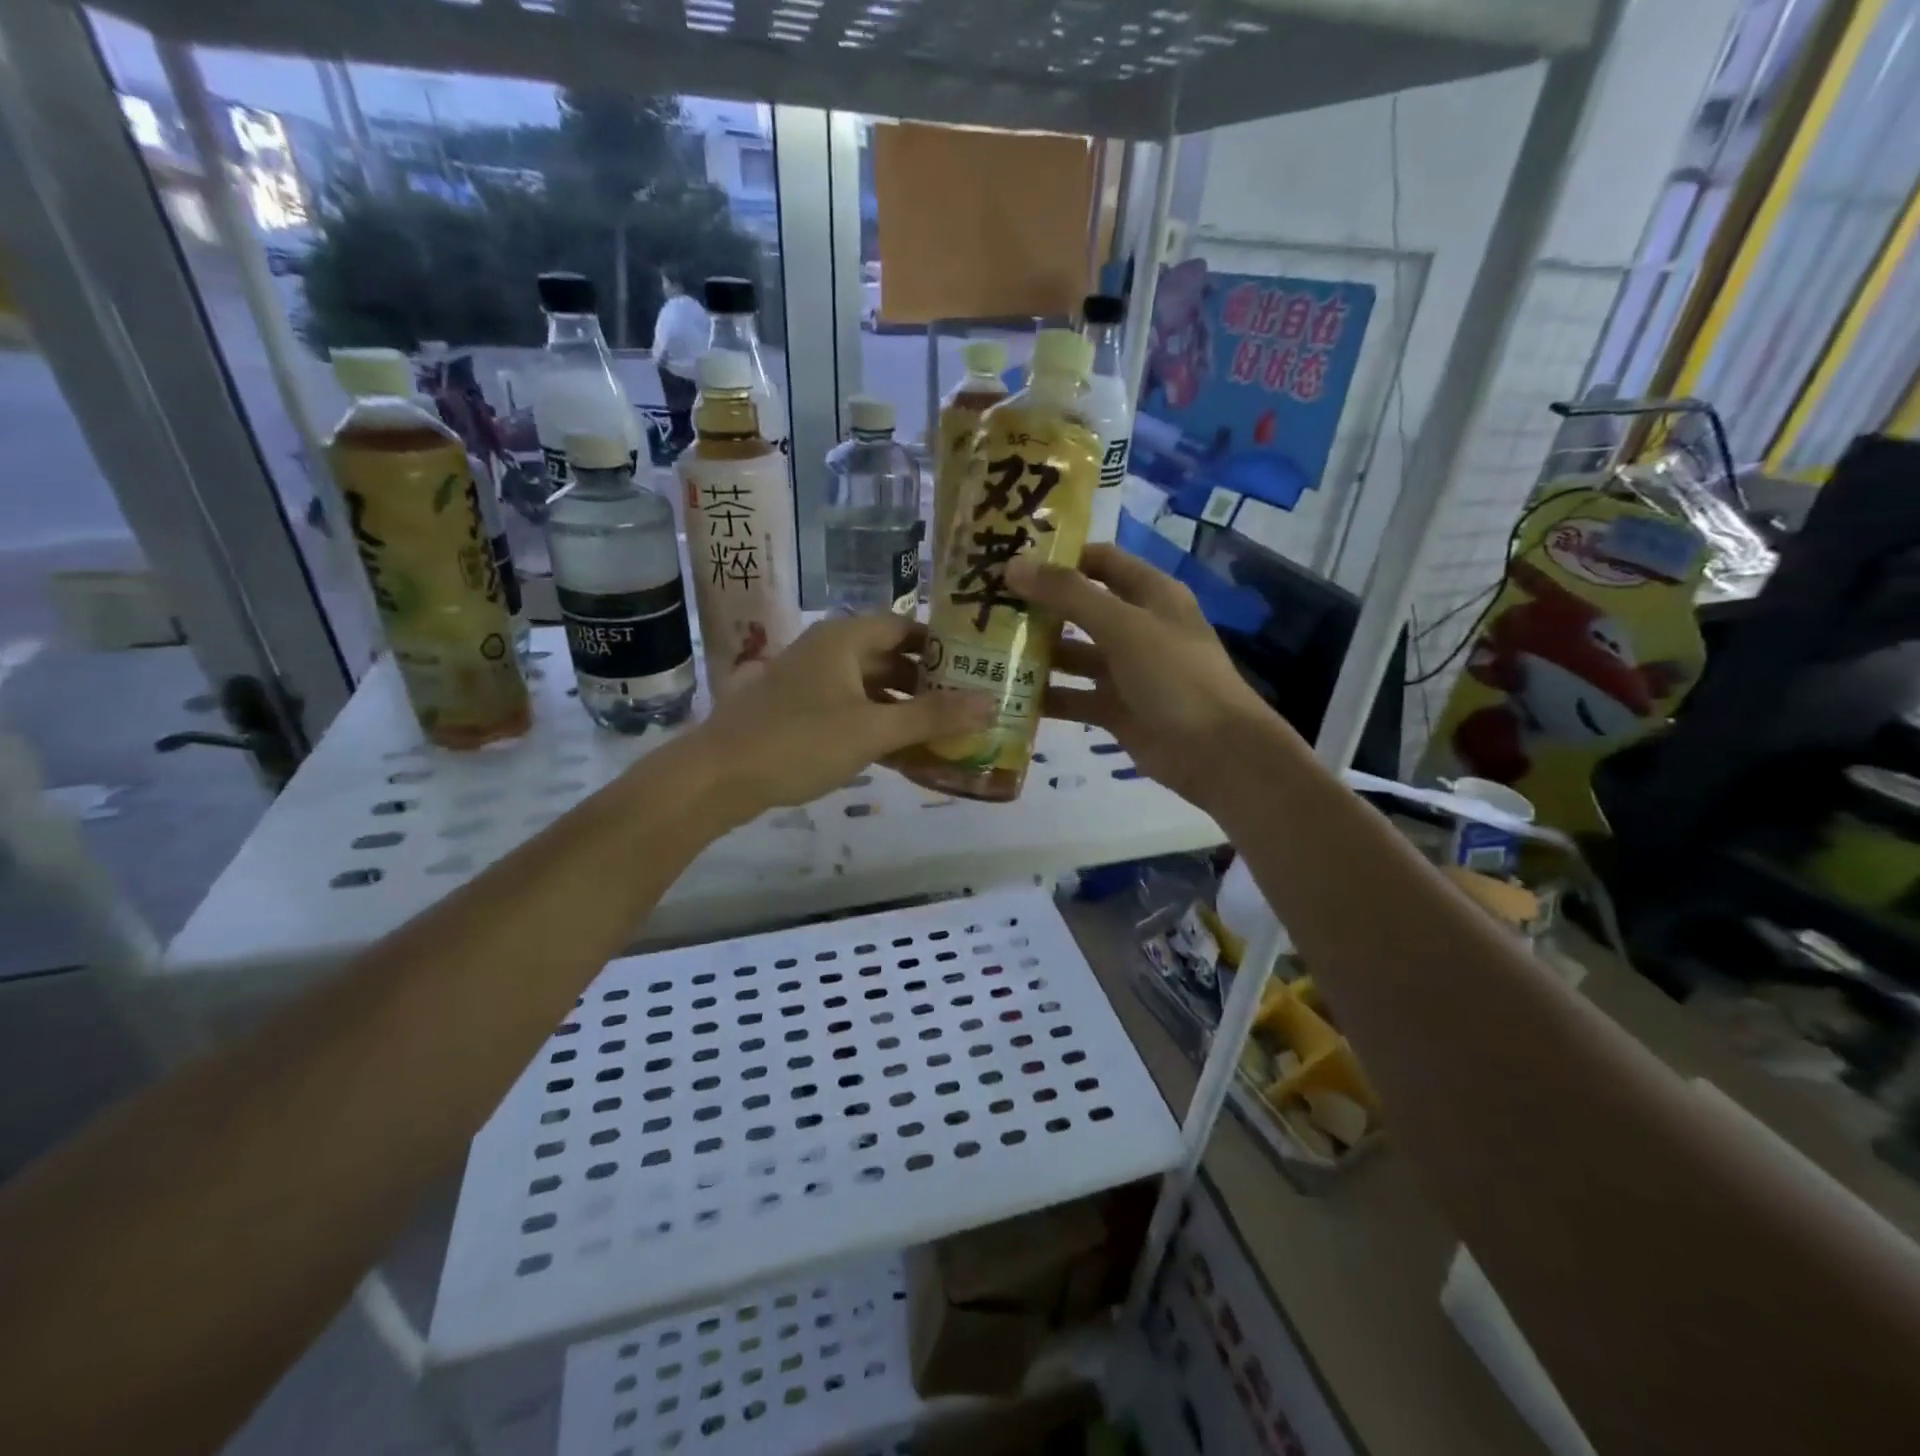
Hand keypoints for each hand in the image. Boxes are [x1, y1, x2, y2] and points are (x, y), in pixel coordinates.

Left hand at [688, 615, 993, 823]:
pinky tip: (907, 754)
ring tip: (948, 732)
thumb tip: (991, 702)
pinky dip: (879, 727)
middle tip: (971, 703)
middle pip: (891, 658)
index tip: (978, 665)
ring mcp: (812, 683)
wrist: (717, 777)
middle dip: (929, 682)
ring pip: (872, 688)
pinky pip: (852, 711)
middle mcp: (828, 651)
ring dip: (906, 709)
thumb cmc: (798, 742)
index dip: (943, 644)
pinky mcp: (801, 713)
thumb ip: (932, 717)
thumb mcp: (872, 730)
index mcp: (844, 638)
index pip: (906, 626)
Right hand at [1006, 544, 1291, 810]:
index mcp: (1150, 594)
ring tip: (986, 649)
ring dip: (1037, 653)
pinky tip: (1008, 695)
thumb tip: (1013, 566)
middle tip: (985, 605)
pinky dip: (1046, 696)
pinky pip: (1074, 696)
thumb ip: (1069, 595)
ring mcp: (1126, 670)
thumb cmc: (1175, 675)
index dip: (1060, 557)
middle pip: (1080, 607)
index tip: (1011, 560)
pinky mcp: (1115, 709)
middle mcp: (1137, 627)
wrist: (1215, 752)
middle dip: (1038, 606)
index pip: (1101, 561)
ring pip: (1073, 654)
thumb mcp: (1123, 626)